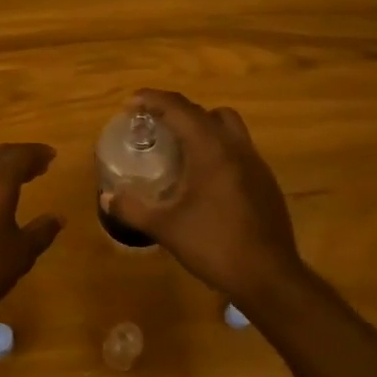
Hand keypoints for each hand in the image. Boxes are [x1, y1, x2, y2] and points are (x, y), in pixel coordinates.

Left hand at [0, 143, 64, 326]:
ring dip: (5, 167)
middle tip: (40, 165)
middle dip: (22, 155)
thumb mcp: (22, 252)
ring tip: (23, 178)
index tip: (52, 155)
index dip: (37, 152)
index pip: (20, 155)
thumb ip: (42, 231)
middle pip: (0, 155)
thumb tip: (58, 218)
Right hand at [110, 90, 304, 304]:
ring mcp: (255, 162)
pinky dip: (217, 146)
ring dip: (201, 125)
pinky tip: (203, 175)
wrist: (269, 277)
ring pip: (227, 125)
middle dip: (175, 110)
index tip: (129, 103)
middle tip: (151, 124)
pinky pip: (237, 147)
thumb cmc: (215, 245)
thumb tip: (106, 197)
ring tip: (178, 145)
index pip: (179, 108)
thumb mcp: (166, 228)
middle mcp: (235, 146)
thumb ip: (133, 208)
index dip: (152, 99)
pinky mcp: (265, 180)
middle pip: (203, 111)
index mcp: (211, 149)